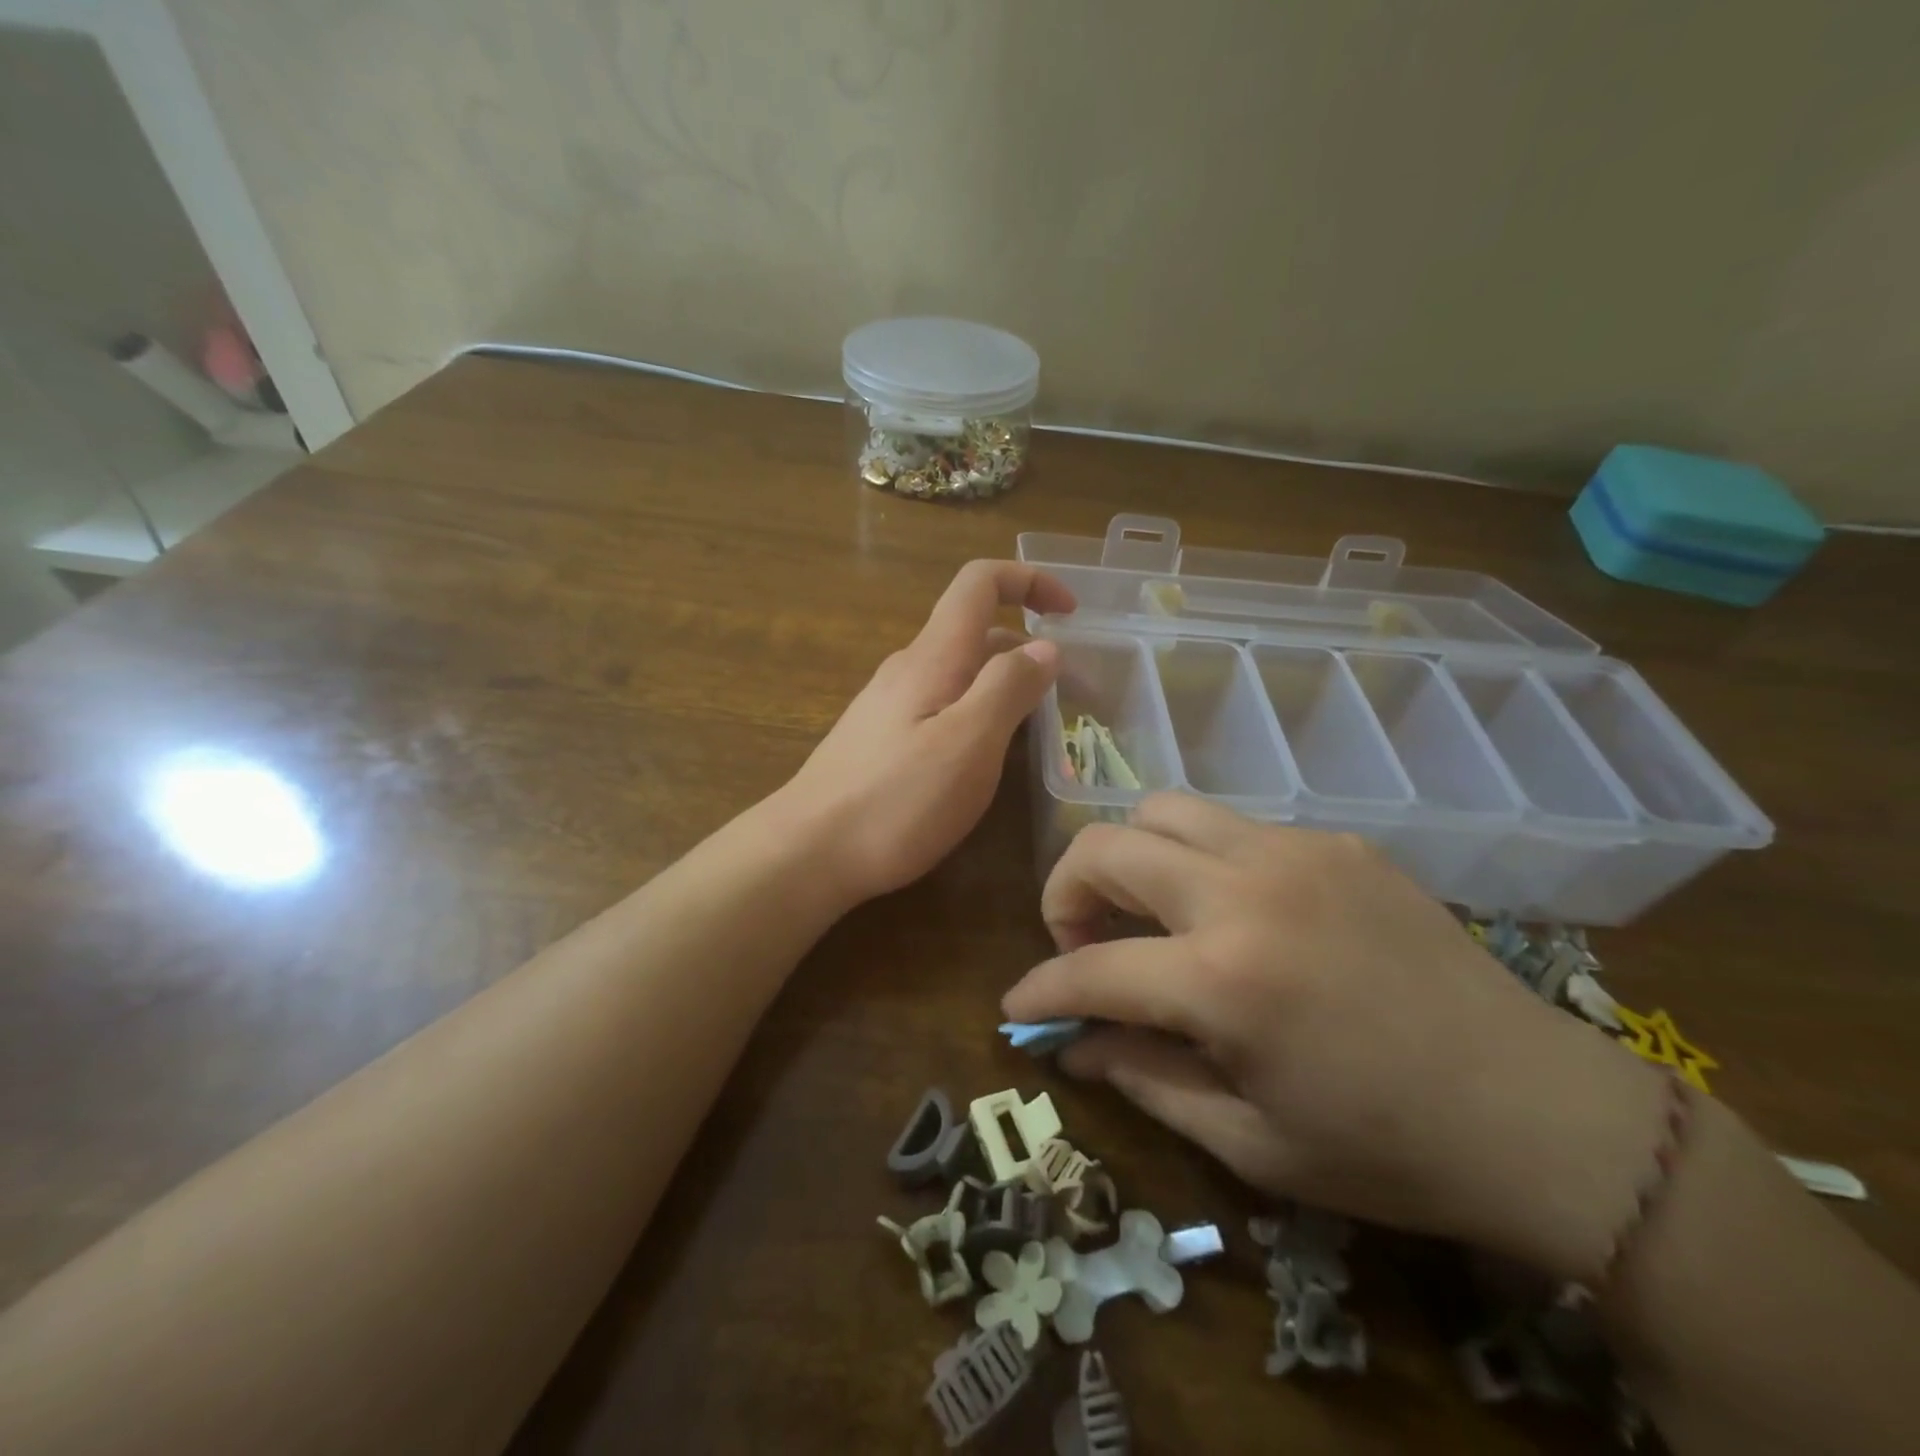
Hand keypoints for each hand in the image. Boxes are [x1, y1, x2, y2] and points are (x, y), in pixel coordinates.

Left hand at [777, 560, 1073, 906]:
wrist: (808, 852)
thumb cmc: (896, 800)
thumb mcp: (969, 743)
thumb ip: (1008, 688)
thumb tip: (1044, 647)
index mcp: (933, 657)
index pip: (979, 583)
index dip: (1029, 580)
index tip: (1071, 614)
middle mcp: (909, 668)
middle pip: (976, 631)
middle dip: (1028, 650)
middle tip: (1072, 696)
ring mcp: (890, 704)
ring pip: (959, 674)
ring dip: (1005, 685)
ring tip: (1040, 729)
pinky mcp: (882, 739)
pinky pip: (942, 706)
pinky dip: (978, 713)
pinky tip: (986, 757)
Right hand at [1001, 794, 1668, 1281]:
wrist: (1540, 1112)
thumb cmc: (1387, 1149)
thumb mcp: (1248, 1141)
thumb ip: (1143, 1078)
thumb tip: (1072, 1045)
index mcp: (1225, 979)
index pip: (1090, 968)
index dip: (1039, 991)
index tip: (1017, 1008)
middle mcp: (1248, 891)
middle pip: (1108, 845)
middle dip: (1066, 892)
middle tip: (1083, 944)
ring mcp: (1296, 851)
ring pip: (1164, 808)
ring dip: (1131, 856)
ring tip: (1150, 913)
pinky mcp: (1336, 841)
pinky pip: (1233, 826)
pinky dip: (1200, 860)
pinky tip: (1233, 914)